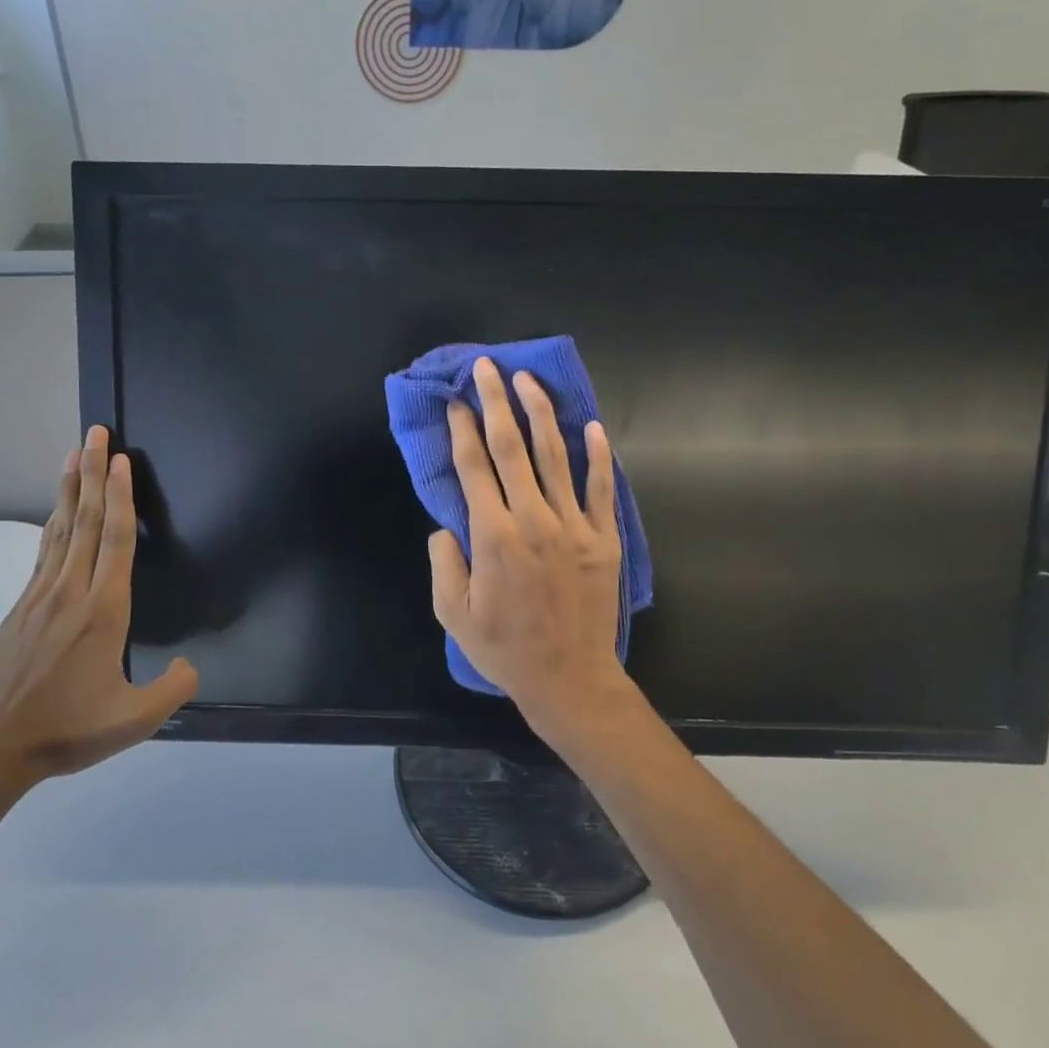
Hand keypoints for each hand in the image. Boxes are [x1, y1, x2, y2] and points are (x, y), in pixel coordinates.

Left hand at [0, 427, 197, 797]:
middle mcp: (70, 593)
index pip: (114, 541)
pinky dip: (53, 522)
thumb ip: (173, 689)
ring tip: (75, 454)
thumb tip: (188, 665)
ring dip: (69, 489)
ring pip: (60, 531)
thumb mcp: (135, 721)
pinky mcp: (22, 608)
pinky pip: (44, 552)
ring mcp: (40, 597)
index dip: (120, 497)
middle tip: (96, 434)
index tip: (120, 460)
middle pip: (84, 522)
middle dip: (93, 474)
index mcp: (102, 612)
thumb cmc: (67, 731)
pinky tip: (56, 511)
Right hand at [429, 358, 638, 745]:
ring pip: (556, 456)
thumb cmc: (505, 649)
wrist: (570, 679)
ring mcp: (574, 526)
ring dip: (541, 414)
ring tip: (529, 380)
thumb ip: (444, 562)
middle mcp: (533, 519)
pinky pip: (600, 488)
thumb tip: (446, 526)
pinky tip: (591, 426)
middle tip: (488, 368)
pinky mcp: (604, 538)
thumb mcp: (453, 613)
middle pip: (512, 448)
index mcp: (493, 536)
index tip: (455, 401)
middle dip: (497, 402)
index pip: (474, 468)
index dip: (462, 429)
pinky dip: (597, 455)